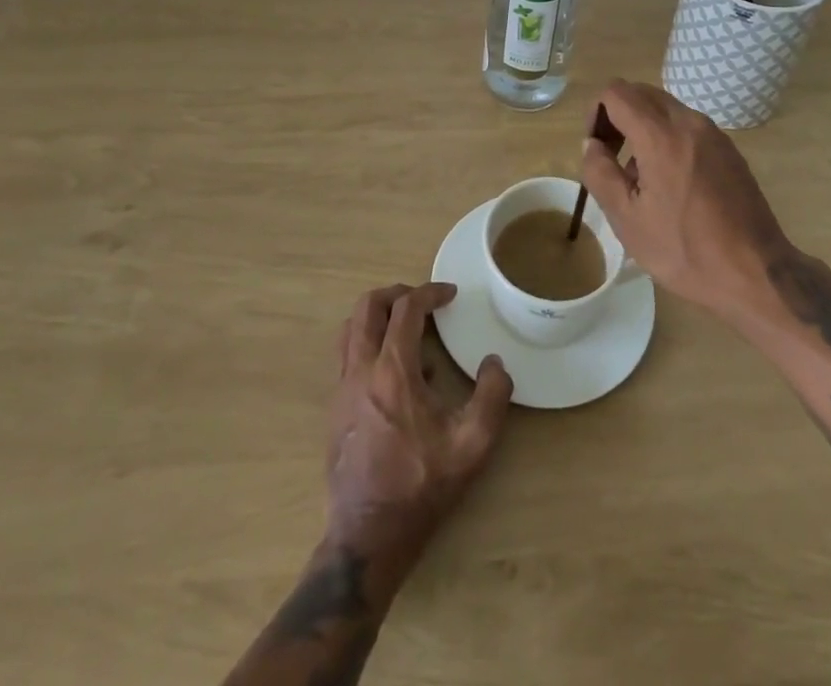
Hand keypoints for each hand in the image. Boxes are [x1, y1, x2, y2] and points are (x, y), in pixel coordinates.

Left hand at [325, 282, 512, 581]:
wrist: (368, 537)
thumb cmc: (421, 487)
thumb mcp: (472, 445)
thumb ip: (492, 397)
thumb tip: (495, 363)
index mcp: (393, 371)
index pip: (406, 309)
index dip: (430, 293)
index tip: (450, 294)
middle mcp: (361, 370)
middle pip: (367, 307)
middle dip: (396, 293)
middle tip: (422, 301)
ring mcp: (342, 389)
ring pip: (350, 329)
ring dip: (378, 317)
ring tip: (408, 331)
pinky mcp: (335, 409)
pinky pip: (347, 357)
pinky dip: (370, 345)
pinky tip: (397, 375)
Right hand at [579, 80, 791, 316]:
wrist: (755, 273)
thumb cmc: (684, 249)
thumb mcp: (627, 219)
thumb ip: (600, 173)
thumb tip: (592, 145)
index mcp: (660, 135)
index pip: (617, 92)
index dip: (596, 112)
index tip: (597, 148)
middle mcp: (689, 122)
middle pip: (641, 93)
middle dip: (618, 115)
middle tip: (612, 157)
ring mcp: (713, 133)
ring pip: (665, 108)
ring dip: (643, 127)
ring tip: (642, 176)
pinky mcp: (728, 148)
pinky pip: (687, 126)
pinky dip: (668, 137)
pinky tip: (672, 183)